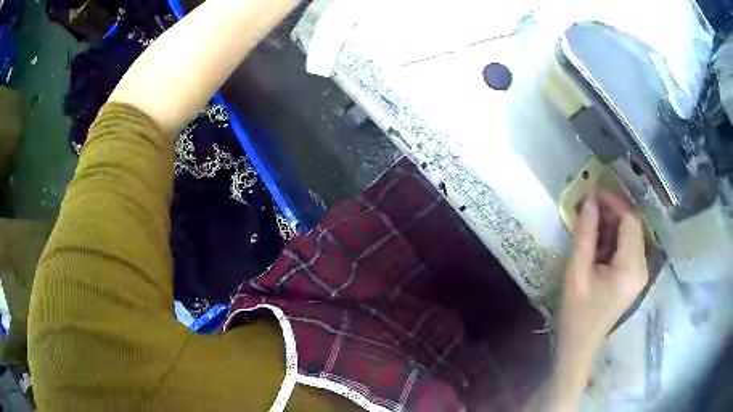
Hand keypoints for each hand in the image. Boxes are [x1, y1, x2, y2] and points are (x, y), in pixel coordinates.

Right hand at [553, 192, 648, 403]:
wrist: (580, 345)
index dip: (614, 202)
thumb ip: (585, 234)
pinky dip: (616, 237)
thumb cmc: (576, 313)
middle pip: (634, 226)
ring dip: (614, 223)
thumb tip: (590, 200)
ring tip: (593, 219)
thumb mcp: (577, 271)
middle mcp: (642, 267)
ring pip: (632, 235)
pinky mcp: (635, 277)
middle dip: (614, 211)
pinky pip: (629, 247)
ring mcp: (641, 273)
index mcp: (631, 268)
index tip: (593, 192)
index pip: (630, 221)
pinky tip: (600, 239)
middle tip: (591, 204)